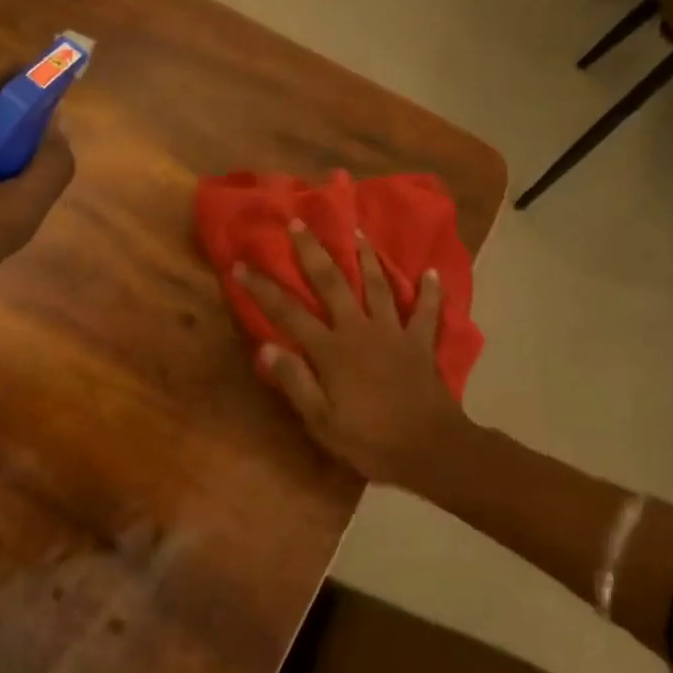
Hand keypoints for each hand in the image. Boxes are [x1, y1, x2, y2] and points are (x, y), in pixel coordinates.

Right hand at [234, 222, 471, 489]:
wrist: (431, 450)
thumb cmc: (370, 440)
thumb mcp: (321, 422)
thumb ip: (294, 381)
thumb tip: (263, 347)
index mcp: (330, 350)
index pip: (287, 312)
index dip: (262, 288)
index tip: (240, 265)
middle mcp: (359, 330)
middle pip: (332, 283)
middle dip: (312, 251)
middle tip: (299, 222)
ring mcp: (393, 332)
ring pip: (377, 286)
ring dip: (366, 257)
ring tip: (357, 231)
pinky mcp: (420, 343)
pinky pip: (427, 312)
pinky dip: (430, 291)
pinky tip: (431, 271)